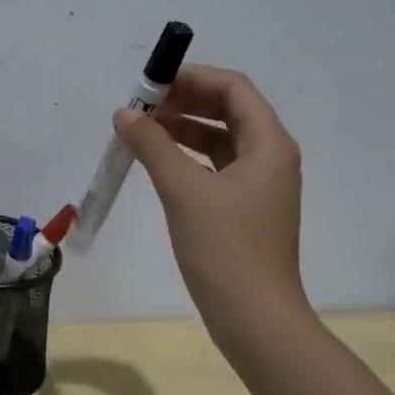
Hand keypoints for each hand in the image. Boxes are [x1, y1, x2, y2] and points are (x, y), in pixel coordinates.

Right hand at [112, 64, 308, 329]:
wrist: (254, 317)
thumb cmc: (225, 247)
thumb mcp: (183, 190)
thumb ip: (152, 146)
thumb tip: (124, 114)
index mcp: (269, 144)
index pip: (233, 89)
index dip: (192, 78)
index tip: (150, 83)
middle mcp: (270, 158)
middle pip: (229, 110)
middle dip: (184, 102)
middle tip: (141, 106)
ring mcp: (259, 186)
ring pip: (220, 140)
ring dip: (183, 130)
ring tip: (141, 131)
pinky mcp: (245, 210)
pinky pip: (215, 168)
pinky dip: (187, 158)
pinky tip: (158, 164)